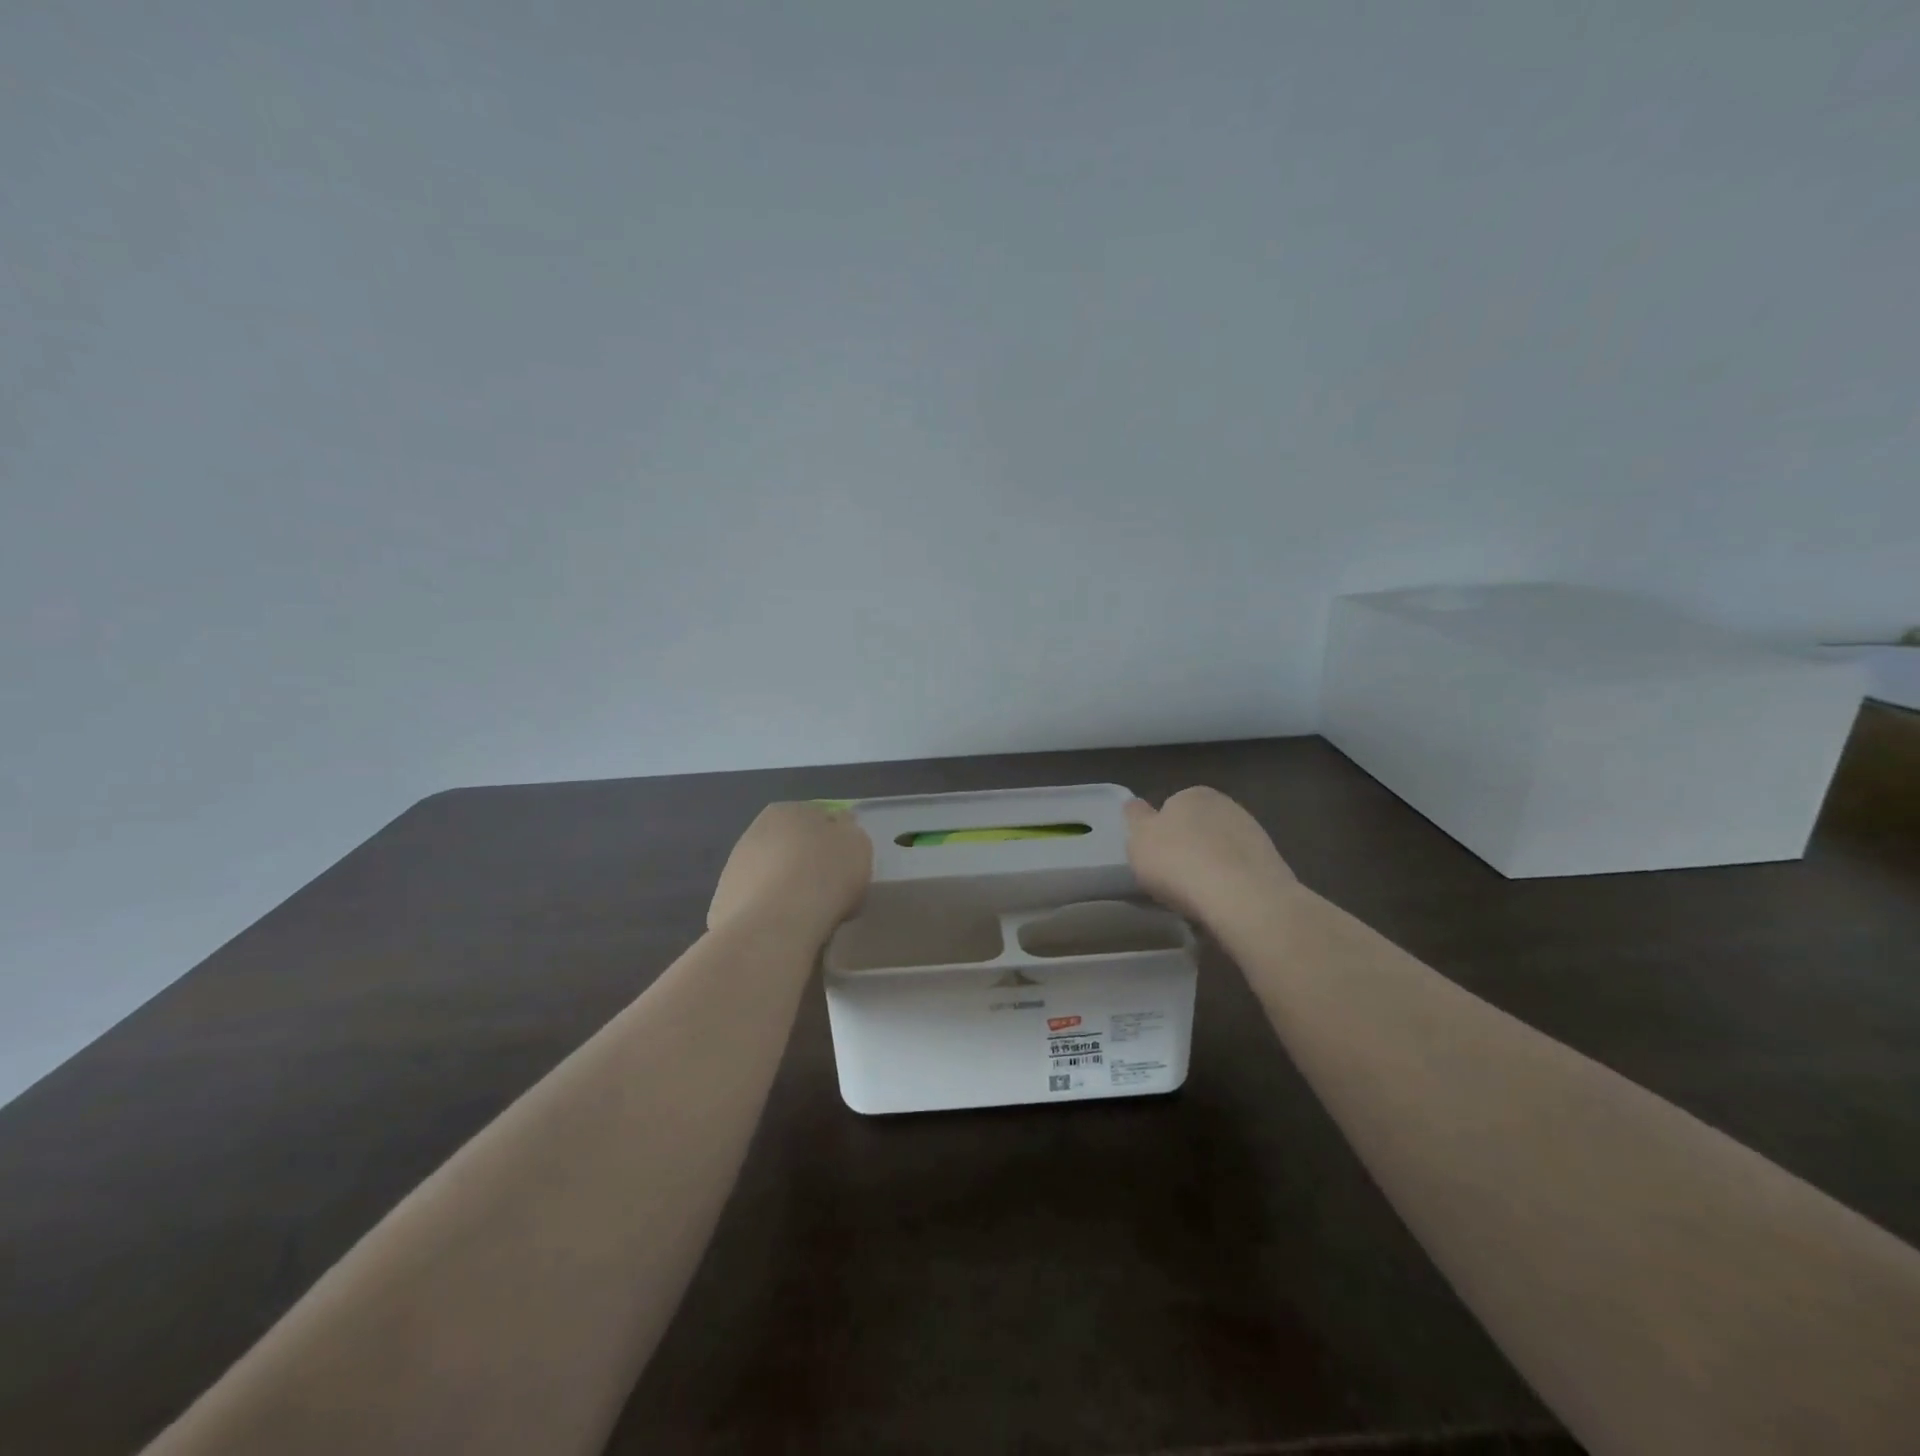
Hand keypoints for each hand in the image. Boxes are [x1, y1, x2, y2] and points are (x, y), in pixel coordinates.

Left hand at [707, 801, 871, 940]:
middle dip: (806, 862)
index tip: (846, 863)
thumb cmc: (825, 875)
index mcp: (788, 810)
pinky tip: (785, 927)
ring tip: (808, 913)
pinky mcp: (723, 902)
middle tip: (828, 888)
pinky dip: (771, 911)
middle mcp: (755, 831)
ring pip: (772, 874)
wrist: (775, 923)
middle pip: (791, 845)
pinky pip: (758, 903)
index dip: (834, 840)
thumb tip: (838, 830)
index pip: (817, 818)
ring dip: (786, 887)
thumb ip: (848, 832)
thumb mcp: (858, 845)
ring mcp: (734, 867)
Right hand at [1124, 787, 1294, 926]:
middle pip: (1197, 828)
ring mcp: (1253, 833)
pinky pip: (1240, 872)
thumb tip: (1135, 805)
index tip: (1155, 859)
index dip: (1159, 834)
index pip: (1170, 808)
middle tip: (1173, 879)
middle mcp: (1226, 805)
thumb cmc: (1179, 862)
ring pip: (1221, 850)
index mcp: (1192, 794)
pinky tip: (1222, 903)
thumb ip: (1135, 818)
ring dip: (1211, 866)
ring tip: (1198, 897)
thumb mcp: (1138, 839)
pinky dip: (1231, 883)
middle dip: (1187, 848)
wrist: (1243, 896)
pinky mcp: (1272, 862)